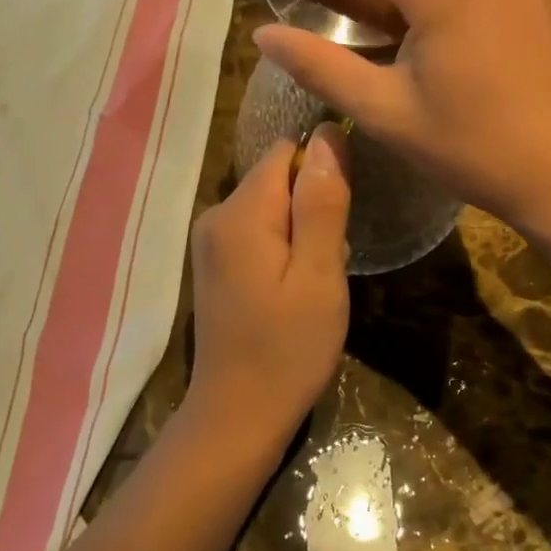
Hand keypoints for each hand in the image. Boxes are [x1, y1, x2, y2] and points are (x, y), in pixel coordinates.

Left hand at [183, 125, 350, 450]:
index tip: (340, 219)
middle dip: (313, 207)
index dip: (322, 173)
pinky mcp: (215, 264)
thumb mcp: (319, 275)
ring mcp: (211, 242)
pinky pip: (259, 232)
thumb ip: (322, 202)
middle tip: (329, 262)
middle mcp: (216, 215)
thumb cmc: (288, 349)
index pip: (286, 152)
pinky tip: (294, 291)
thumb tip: (327, 134)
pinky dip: (284, 249)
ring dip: (303, 232)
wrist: (237, 416)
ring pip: (272, 207)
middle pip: (278, 178)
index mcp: (240, 212)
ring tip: (315, 282)